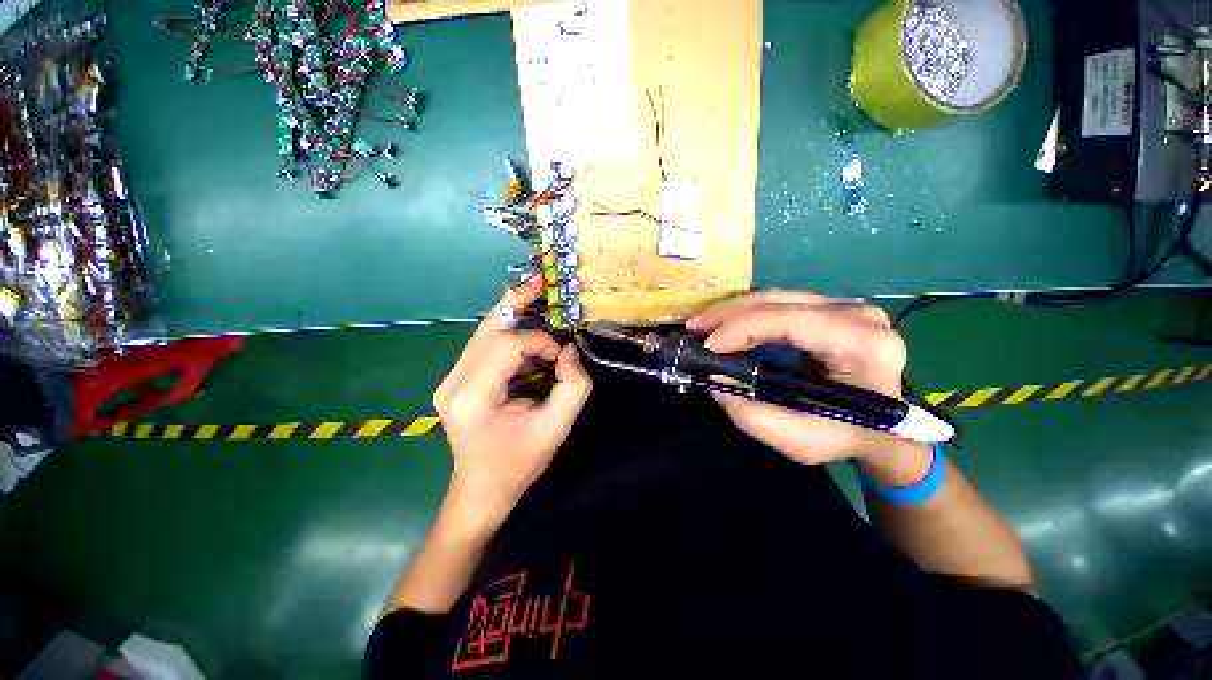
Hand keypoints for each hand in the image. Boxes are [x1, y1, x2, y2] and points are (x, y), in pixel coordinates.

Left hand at [433, 275, 592, 528]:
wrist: (481, 491)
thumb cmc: (518, 464)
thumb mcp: (556, 429)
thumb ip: (573, 388)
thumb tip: (568, 351)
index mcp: (472, 396)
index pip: (506, 345)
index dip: (539, 342)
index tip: (559, 359)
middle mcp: (453, 381)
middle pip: (489, 328)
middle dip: (518, 302)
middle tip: (541, 281)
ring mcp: (450, 379)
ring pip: (485, 332)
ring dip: (514, 317)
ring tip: (537, 299)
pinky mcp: (456, 381)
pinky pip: (484, 346)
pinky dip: (509, 334)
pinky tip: (527, 334)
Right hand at [687, 290, 918, 468]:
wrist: (885, 431)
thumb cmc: (847, 437)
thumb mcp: (798, 440)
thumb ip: (751, 414)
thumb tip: (715, 380)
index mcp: (863, 344)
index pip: (790, 321)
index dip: (741, 329)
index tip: (706, 346)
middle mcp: (859, 315)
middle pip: (780, 301)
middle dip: (729, 314)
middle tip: (693, 328)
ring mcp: (848, 307)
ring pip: (777, 297)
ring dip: (734, 310)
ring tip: (703, 324)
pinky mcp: (832, 309)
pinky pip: (781, 304)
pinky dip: (748, 313)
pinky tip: (727, 323)